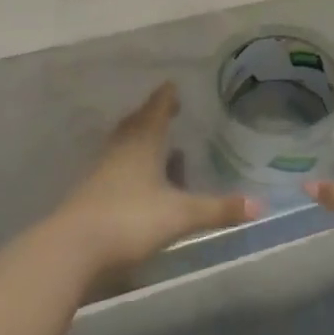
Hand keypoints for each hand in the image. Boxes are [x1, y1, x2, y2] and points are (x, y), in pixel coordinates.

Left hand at [54, 83, 257, 274]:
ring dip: (140, 140)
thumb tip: (260, 206)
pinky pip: (116, 168)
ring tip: (158, 143)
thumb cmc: (130, 219)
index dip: (166, 97)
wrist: (73, 248)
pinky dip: (131, 166)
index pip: (155, 109)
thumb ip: (218, 209)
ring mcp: (102, 172)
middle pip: (136, 125)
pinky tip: (140, 181)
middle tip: (166, 110)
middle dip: (151, 116)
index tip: (173, 86)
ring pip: (123, 146)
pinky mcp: (92, 194)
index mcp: (142, 143)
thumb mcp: (180, 215)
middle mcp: (120, 150)